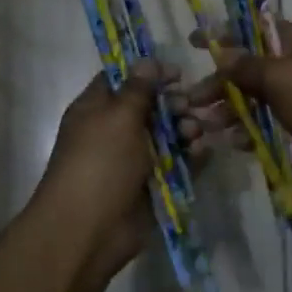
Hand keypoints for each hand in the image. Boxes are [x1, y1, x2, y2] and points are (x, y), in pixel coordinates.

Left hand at [26, 61, 185, 284]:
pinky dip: (191, 157)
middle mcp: (114, 132)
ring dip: (185, 130)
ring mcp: (133, 161)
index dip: (149, 73)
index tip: (178, 73)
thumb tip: (147, 61)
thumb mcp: (118, 118)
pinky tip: (203, 152)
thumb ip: (138, 89)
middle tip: (189, 105)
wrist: (88, 231)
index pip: (123, 81)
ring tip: (195, 133)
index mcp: (96, 110)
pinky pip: (176, 165)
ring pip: (166, 136)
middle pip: (150, 108)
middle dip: (173, 104)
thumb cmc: (99, 164)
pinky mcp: (152, 186)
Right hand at [187, 21, 291, 195]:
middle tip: (190, 103)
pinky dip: (251, 132)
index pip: (251, 31)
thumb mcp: (281, 76)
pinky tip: (234, 144)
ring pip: (257, 100)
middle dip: (219, 85)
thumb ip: (247, 66)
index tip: (192, 43)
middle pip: (249, 70)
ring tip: (205, 128)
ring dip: (230, 112)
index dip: (222, 36)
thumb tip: (222, 52)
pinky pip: (270, 125)